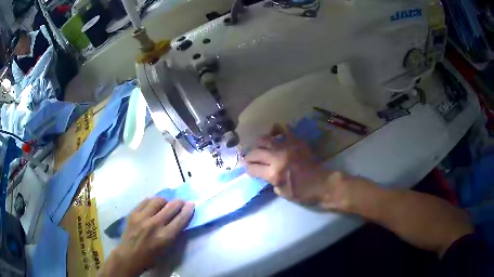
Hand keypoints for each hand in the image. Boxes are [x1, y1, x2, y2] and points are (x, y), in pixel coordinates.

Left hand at [99, 198, 193, 276]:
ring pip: (158, 200)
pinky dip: (153, 201)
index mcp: (165, 237)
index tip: (191, 204)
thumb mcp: (167, 248)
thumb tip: (179, 219)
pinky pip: (146, 201)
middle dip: (179, 202)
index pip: (180, 219)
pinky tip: (154, 204)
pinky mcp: (133, 213)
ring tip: (166, 204)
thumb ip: (174, 233)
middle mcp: (154, 224)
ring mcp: (142, 217)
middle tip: (182, 201)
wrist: (129, 255)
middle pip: (171, 207)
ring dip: (165, 201)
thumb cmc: (151, 256)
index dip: (188, 210)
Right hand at [245, 124, 341, 207]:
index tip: (249, 170)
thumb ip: (270, 182)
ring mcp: (287, 147)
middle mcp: (278, 158)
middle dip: (249, 157)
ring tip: (259, 147)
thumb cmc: (303, 192)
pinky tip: (273, 135)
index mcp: (274, 174)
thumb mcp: (282, 193)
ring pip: (265, 139)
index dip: (248, 170)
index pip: (252, 168)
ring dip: (258, 144)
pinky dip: (276, 130)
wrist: (322, 183)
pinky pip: (283, 129)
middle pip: (255, 153)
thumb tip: (264, 172)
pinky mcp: (296, 141)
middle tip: (250, 159)